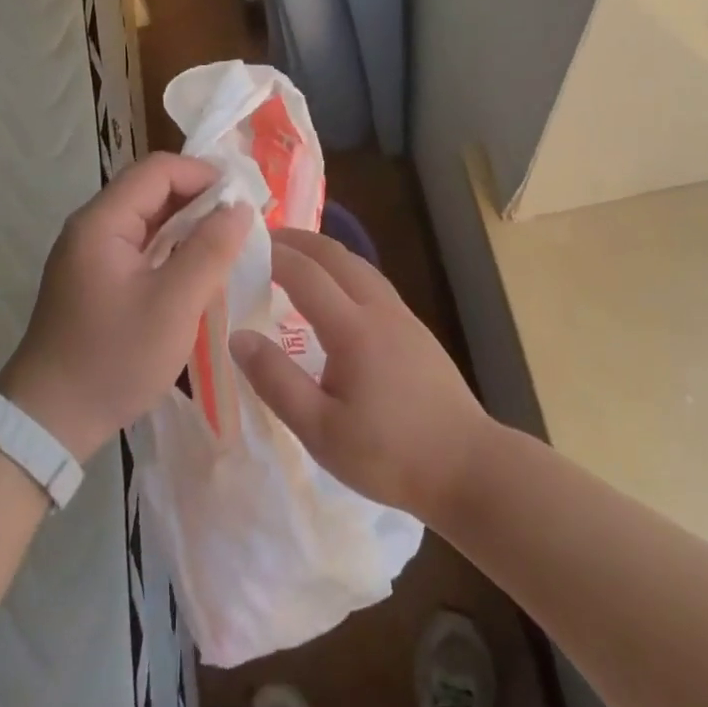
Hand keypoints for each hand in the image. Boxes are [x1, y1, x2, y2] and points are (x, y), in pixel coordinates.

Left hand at [0, 153, 250, 459]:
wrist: (51, 420)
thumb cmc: (114, 358)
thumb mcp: (174, 305)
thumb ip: (210, 250)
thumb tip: (240, 208)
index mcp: (102, 222)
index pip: (158, 169)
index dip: (204, 175)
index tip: (245, 200)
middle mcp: (92, 227)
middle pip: (152, 190)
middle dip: (201, 199)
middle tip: (244, 223)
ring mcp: (92, 254)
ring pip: (149, 220)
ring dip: (189, 226)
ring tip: (231, 244)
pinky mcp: (97, 280)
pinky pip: (142, 247)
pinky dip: (173, 249)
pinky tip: (200, 270)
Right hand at [229, 229, 492, 520]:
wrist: (469, 467)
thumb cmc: (389, 455)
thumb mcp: (320, 430)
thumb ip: (276, 381)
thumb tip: (238, 337)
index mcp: (353, 329)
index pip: (305, 273)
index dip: (272, 255)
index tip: (241, 247)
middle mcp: (380, 310)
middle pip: (336, 255)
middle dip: (298, 240)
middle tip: (264, 239)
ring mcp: (404, 318)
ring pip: (359, 265)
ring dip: (324, 252)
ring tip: (295, 257)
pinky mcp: (417, 332)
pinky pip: (373, 283)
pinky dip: (344, 270)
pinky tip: (336, 293)